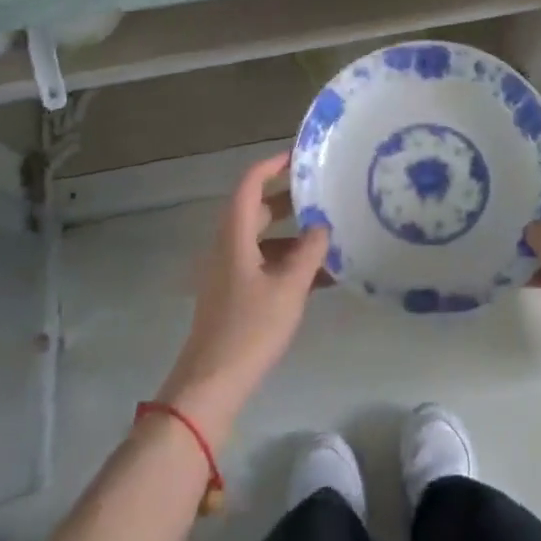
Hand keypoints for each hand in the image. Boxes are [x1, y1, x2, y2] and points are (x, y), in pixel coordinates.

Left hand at [155, 152, 327, 442]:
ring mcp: (229, 273)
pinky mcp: (234, 296)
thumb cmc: (250, 329)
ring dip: (293, 235)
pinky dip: (288, 263)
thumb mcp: (289, 288)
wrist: (211, 384)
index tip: (299, 156)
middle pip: (256, 210)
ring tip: (330, 236)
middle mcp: (227, 247)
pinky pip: (264, 265)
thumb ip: (309, 252)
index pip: (249, 185)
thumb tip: (322, 226)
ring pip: (262, 240)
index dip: (271, 165)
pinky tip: (320, 276)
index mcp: (234, 236)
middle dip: (289, 200)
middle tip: (322, 193)